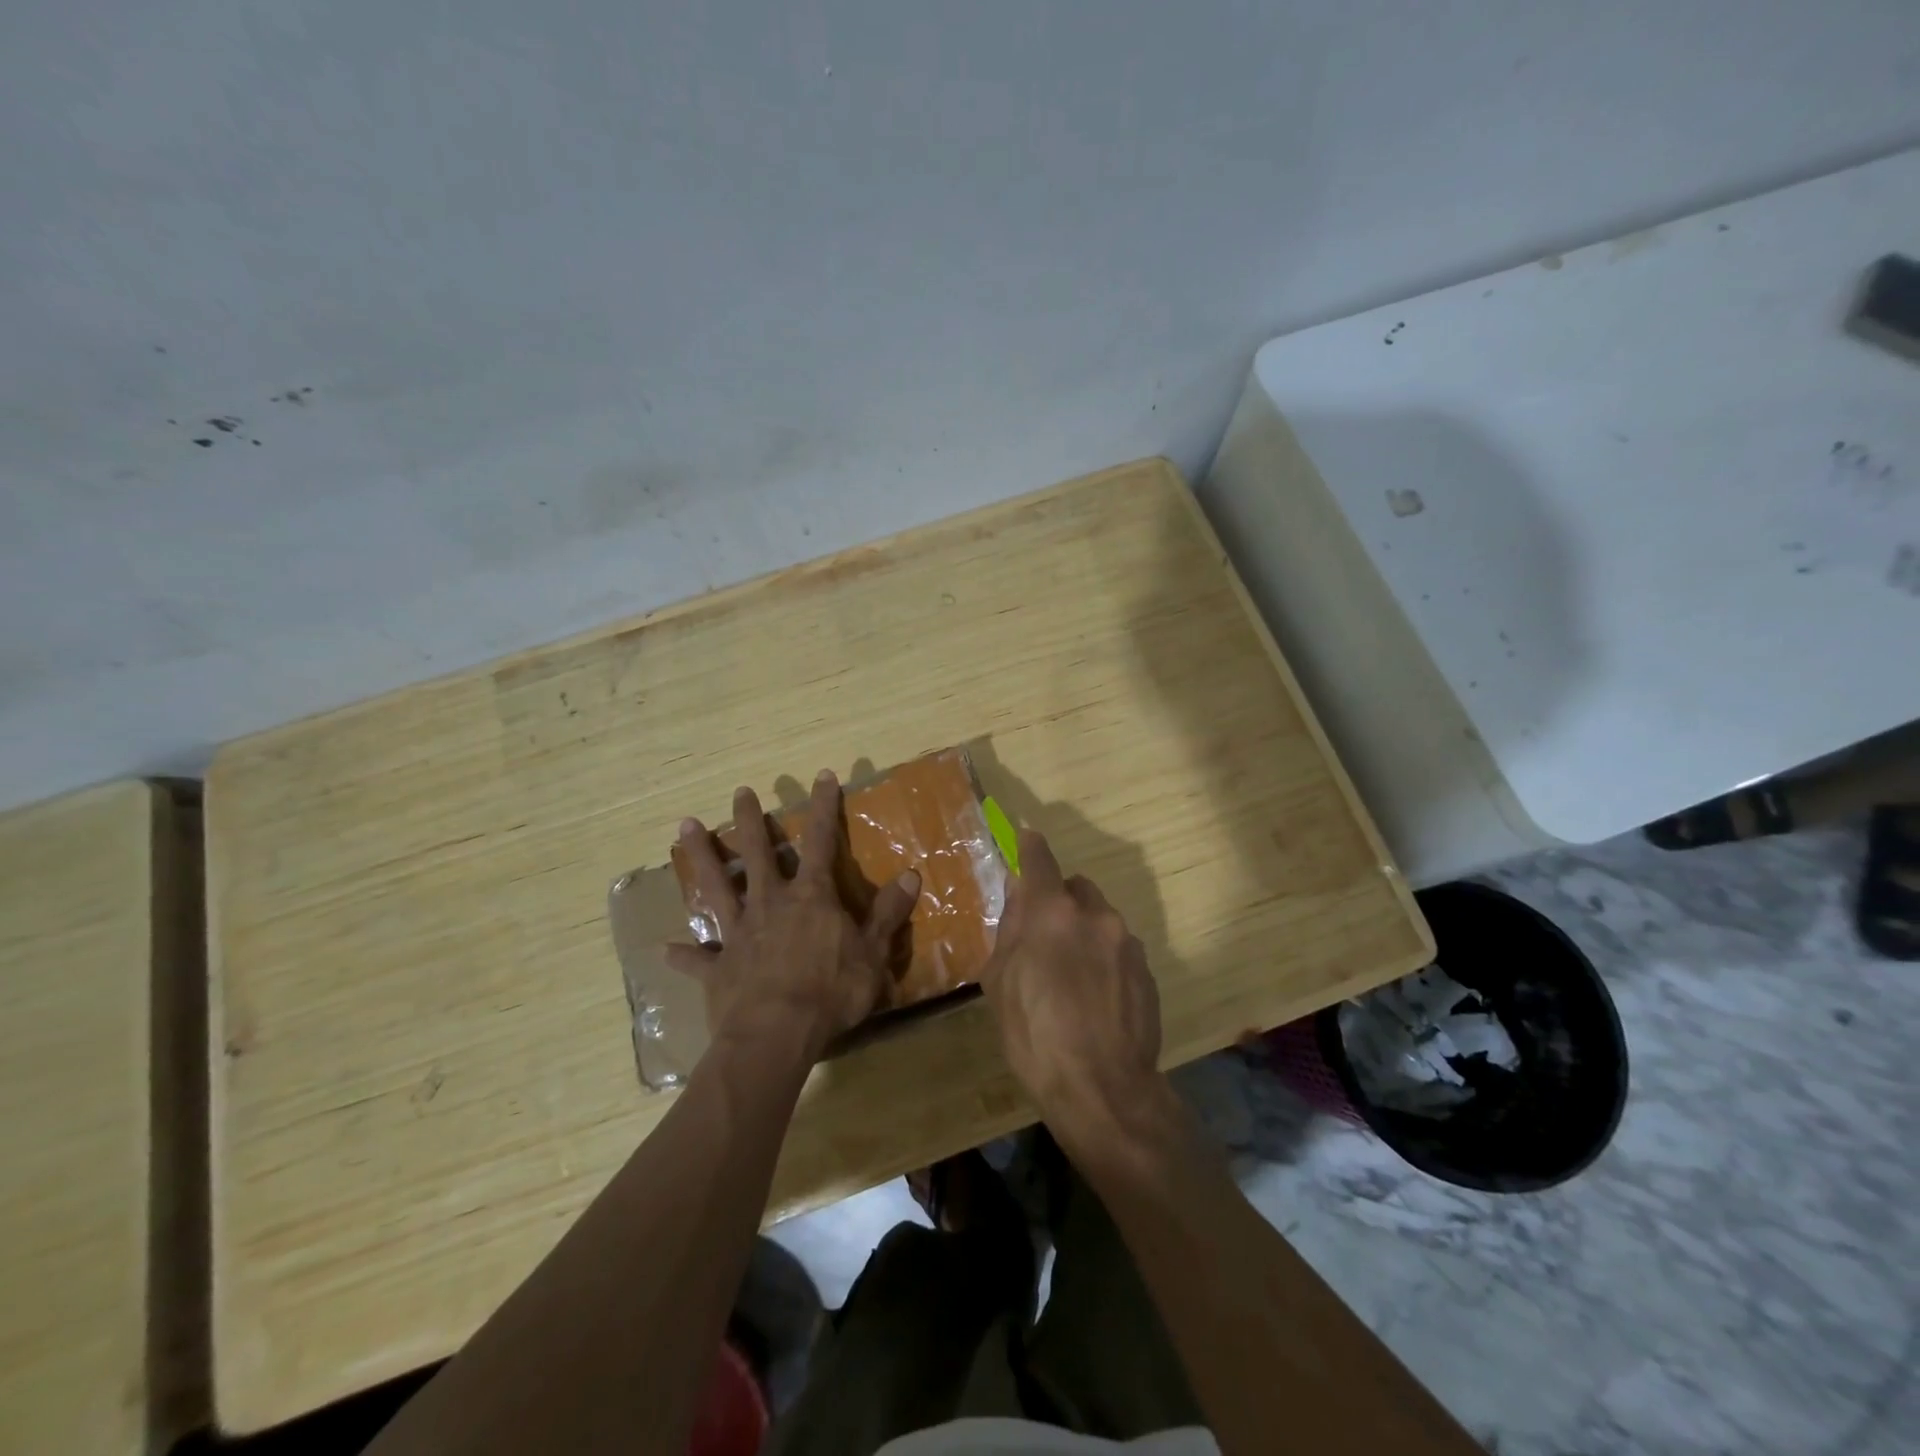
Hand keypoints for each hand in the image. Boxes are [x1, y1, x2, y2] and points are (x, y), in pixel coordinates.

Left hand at [667, 770, 920, 1058]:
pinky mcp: (717, 966)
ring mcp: (739, 933)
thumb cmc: (832, 991)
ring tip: (683, 826)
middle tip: (740, 792)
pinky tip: (666, 950)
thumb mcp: (873, 952)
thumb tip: (911, 875)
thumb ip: (888, 913)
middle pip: (758, 853)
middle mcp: (770, 904)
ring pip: (716, 885)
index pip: (821, 841)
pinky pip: (697, 958)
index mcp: (811, 897)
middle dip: (750, 820)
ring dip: (701, 856)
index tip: (822, 776)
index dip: (824, 807)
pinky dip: (683, 954)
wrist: (777, 1034)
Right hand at [979, 829, 1164, 1139]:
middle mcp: (1094, 915)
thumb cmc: (1035, 1035)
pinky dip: (1104, 958)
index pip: (1039, 859)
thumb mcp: (1000, 983)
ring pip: (1099, 918)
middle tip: (1043, 937)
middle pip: (1074, 888)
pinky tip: (1095, 997)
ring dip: (1083, 931)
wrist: (1103, 1088)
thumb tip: (1019, 895)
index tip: (1025, 836)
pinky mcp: (1147, 969)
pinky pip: (1118, 948)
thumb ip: (1010, 930)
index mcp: (1051, 913)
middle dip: (1058, 901)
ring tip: (1071, 977)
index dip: (1030, 845)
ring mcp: (1126, 941)